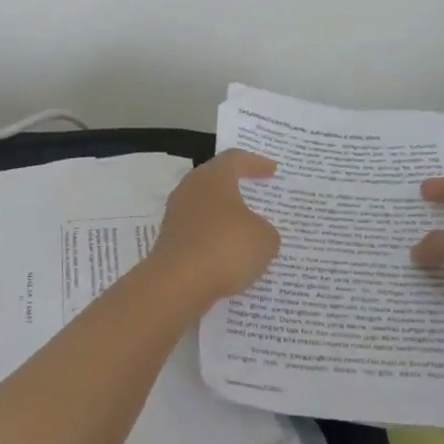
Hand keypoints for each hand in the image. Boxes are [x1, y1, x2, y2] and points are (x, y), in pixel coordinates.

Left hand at [147, 150, 281, 304]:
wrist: (178, 284)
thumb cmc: (225, 248)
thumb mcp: (264, 239)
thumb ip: (266, 231)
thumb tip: (255, 232)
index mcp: (213, 177)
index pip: (235, 159)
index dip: (255, 163)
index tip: (272, 170)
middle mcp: (190, 190)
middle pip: (217, 182)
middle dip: (238, 189)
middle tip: (260, 195)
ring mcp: (177, 216)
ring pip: (207, 209)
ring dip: (226, 218)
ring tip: (249, 230)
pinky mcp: (171, 241)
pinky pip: (200, 234)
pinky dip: (216, 241)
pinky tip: (232, 256)